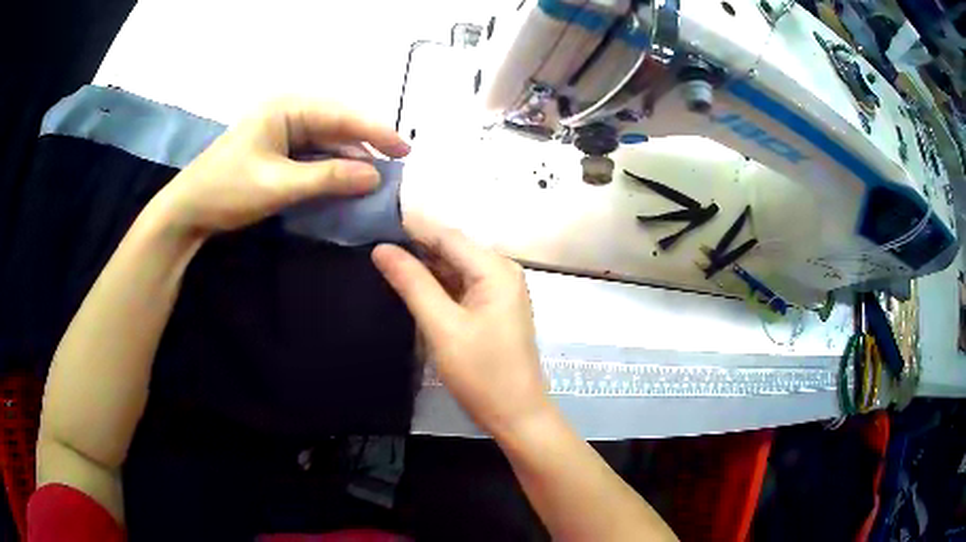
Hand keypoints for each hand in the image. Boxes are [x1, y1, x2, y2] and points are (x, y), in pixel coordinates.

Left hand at [152, 97, 409, 235]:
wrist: (188, 210)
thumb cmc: (228, 190)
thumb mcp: (279, 185)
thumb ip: (329, 177)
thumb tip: (375, 176)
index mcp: (287, 107)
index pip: (341, 115)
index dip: (376, 132)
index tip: (405, 150)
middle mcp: (287, 111)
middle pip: (336, 125)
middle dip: (365, 145)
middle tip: (395, 166)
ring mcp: (281, 129)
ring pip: (326, 140)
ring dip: (349, 158)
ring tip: (376, 177)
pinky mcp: (277, 147)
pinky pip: (312, 153)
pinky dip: (330, 167)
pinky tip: (346, 179)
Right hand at [372, 216, 550, 436]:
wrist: (516, 415)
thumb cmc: (482, 374)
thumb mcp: (442, 327)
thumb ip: (412, 284)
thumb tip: (381, 249)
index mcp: (495, 269)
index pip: (446, 234)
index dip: (410, 226)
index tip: (372, 221)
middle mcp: (501, 271)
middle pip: (451, 247)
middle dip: (414, 244)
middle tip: (370, 242)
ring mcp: (498, 290)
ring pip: (454, 266)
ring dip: (422, 264)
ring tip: (382, 259)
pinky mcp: (492, 307)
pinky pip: (460, 284)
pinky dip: (435, 283)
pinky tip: (409, 283)